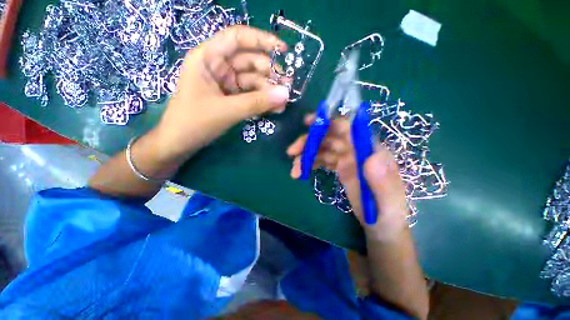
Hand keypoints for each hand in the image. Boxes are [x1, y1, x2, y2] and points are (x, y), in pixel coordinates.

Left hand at [154, 26, 289, 162]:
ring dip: (269, 91)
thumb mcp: (228, 111)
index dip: (261, 40)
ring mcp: (225, 83)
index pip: (237, 38)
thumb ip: (257, 102)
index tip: (282, 50)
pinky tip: (274, 108)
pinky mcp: (231, 98)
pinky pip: (250, 95)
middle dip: (270, 74)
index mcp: (208, 58)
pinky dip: (262, 101)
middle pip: (250, 62)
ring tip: (283, 103)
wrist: (181, 143)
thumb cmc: (195, 122)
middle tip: (287, 88)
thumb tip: (285, 94)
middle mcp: (218, 67)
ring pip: (253, 81)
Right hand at [287, 115, 409, 239]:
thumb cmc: (387, 214)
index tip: (309, 122)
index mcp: (370, 151)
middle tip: (292, 151)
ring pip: (322, 148)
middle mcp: (357, 150)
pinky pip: (322, 160)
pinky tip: (301, 172)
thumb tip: (372, 157)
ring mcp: (347, 159)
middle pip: (330, 137)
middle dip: (309, 141)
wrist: (380, 226)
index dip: (329, 122)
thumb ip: (384, 180)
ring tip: (294, 170)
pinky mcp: (340, 168)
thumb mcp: (389, 202)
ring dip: (306, 155)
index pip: (349, 129)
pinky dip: (310, 163)